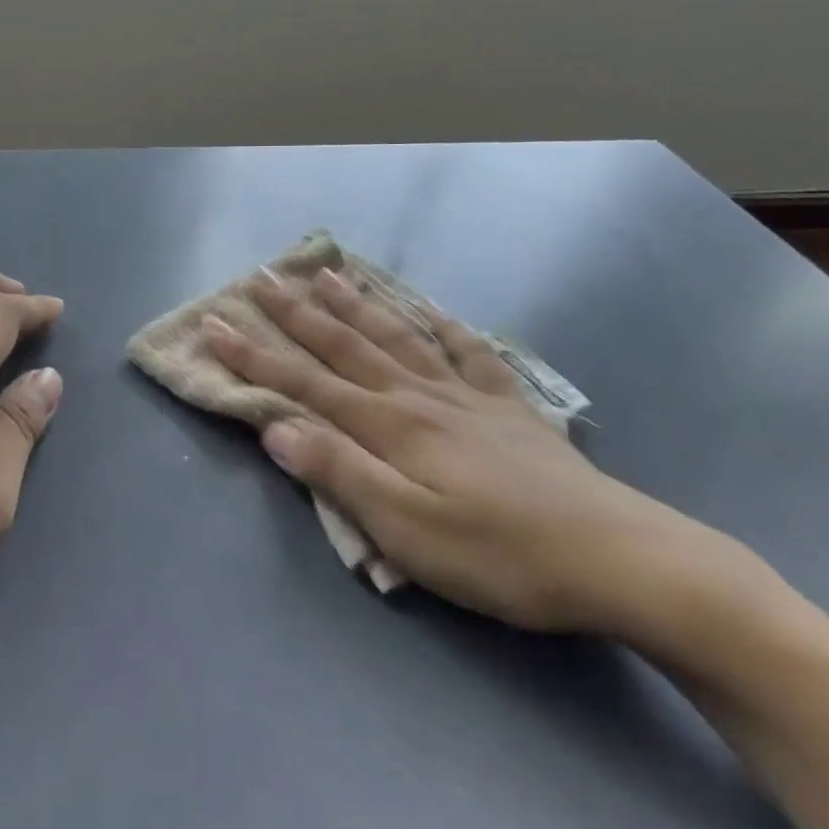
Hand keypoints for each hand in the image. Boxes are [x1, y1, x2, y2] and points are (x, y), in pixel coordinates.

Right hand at [203, 268, 752, 643]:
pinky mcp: (508, 407)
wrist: (613, 555)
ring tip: (331, 273)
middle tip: (264, 276)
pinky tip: (434, 309)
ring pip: (399, 337)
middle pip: (347, 347)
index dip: (256, 357)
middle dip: (298, 314)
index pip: (305, 384)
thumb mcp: (406, 531)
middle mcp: (420, 397)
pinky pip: (469, 353)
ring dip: (359, 305)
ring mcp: (467, 396)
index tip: (216, 325)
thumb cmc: (498, 555)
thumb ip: (340, 474)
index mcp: (390, 426)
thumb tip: (277, 429)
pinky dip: (446, 327)